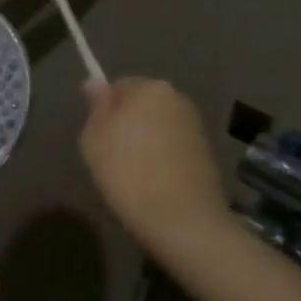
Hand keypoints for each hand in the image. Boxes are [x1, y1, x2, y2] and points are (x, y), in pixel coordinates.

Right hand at [79, 77, 231, 250]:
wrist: (180, 218)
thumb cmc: (127, 172)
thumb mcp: (94, 137)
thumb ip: (96, 106)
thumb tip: (94, 82)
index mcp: (149, 88)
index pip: (118, 86)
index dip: (104, 110)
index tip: (97, 136)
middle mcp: (177, 98)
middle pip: (142, 104)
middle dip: (127, 121)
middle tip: (111, 153)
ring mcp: (195, 125)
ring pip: (158, 124)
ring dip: (145, 139)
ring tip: (133, 170)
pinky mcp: (206, 151)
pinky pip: (173, 144)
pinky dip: (162, 155)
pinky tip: (153, 179)